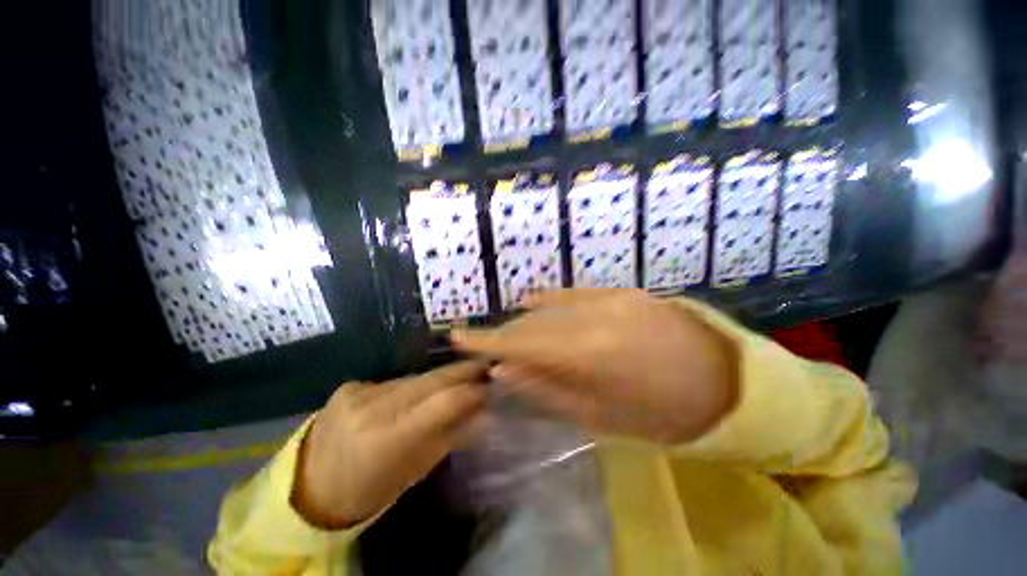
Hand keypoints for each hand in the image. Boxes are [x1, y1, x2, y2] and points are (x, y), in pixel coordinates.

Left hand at [292, 361, 487, 528]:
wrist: (310, 486)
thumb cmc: (369, 489)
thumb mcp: (416, 470)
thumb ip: (452, 436)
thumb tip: (486, 413)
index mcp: (388, 438)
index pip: (442, 402)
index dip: (470, 390)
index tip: (491, 384)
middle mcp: (372, 408)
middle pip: (430, 380)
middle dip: (461, 372)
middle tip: (484, 366)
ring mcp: (358, 392)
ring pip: (414, 378)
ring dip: (439, 379)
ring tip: (459, 378)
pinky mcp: (349, 385)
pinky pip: (394, 381)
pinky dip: (413, 386)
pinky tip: (419, 392)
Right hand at [452, 290, 735, 444]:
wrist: (727, 381)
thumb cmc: (665, 412)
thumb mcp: (603, 417)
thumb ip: (547, 390)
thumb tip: (504, 372)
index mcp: (589, 354)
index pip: (520, 343)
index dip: (485, 341)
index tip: (456, 337)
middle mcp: (593, 316)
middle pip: (532, 324)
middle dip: (504, 335)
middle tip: (484, 345)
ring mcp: (609, 297)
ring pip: (549, 307)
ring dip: (524, 320)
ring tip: (507, 334)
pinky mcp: (621, 291)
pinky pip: (574, 292)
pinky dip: (549, 299)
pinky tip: (532, 301)